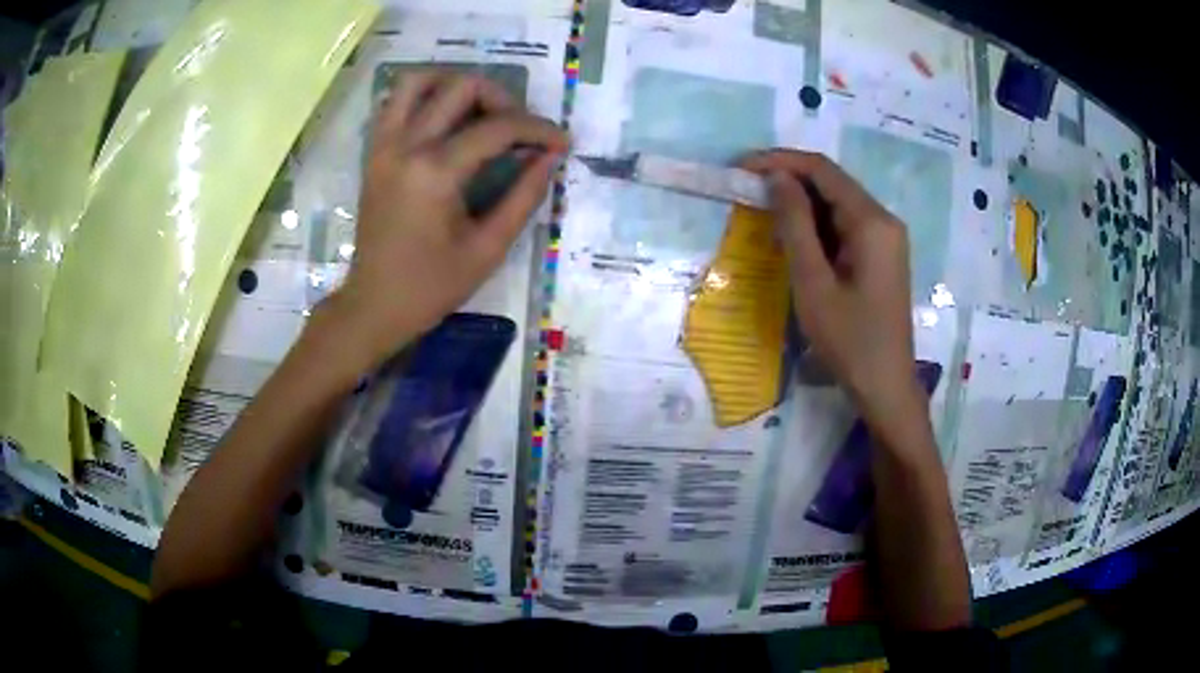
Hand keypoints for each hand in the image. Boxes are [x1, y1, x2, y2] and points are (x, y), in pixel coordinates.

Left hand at [324, 70, 567, 371]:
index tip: (561, 143)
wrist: (374, 304)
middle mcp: (406, 145)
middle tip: (520, 129)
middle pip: (461, 87)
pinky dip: (424, 97)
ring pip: (419, 81)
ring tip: (480, 111)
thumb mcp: (488, 249)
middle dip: (502, 99)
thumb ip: (524, 196)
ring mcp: (384, 145)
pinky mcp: (374, 152)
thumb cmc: (431, 287)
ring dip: (456, 85)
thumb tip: (551, 157)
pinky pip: (396, 103)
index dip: (538, 129)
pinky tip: (446, 121)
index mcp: (435, 172)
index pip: (498, 128)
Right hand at [742, 150, 928, 441]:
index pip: (822, 170)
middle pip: (832, 183)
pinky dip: (817, 226)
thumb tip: (777, 179)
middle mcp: (884, 220)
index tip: (742, 168)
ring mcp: (886, 238)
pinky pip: (846, 226)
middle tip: (746, 190)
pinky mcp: (881, 256)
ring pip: (838, 204)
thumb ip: (795, 225)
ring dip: (801, 204)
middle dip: (789, 180)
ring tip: (762, 213)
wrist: (886, 387)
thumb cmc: (850, 341)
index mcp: (872, 222)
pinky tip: (794, 238)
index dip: (780, 161)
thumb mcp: (813, 283)